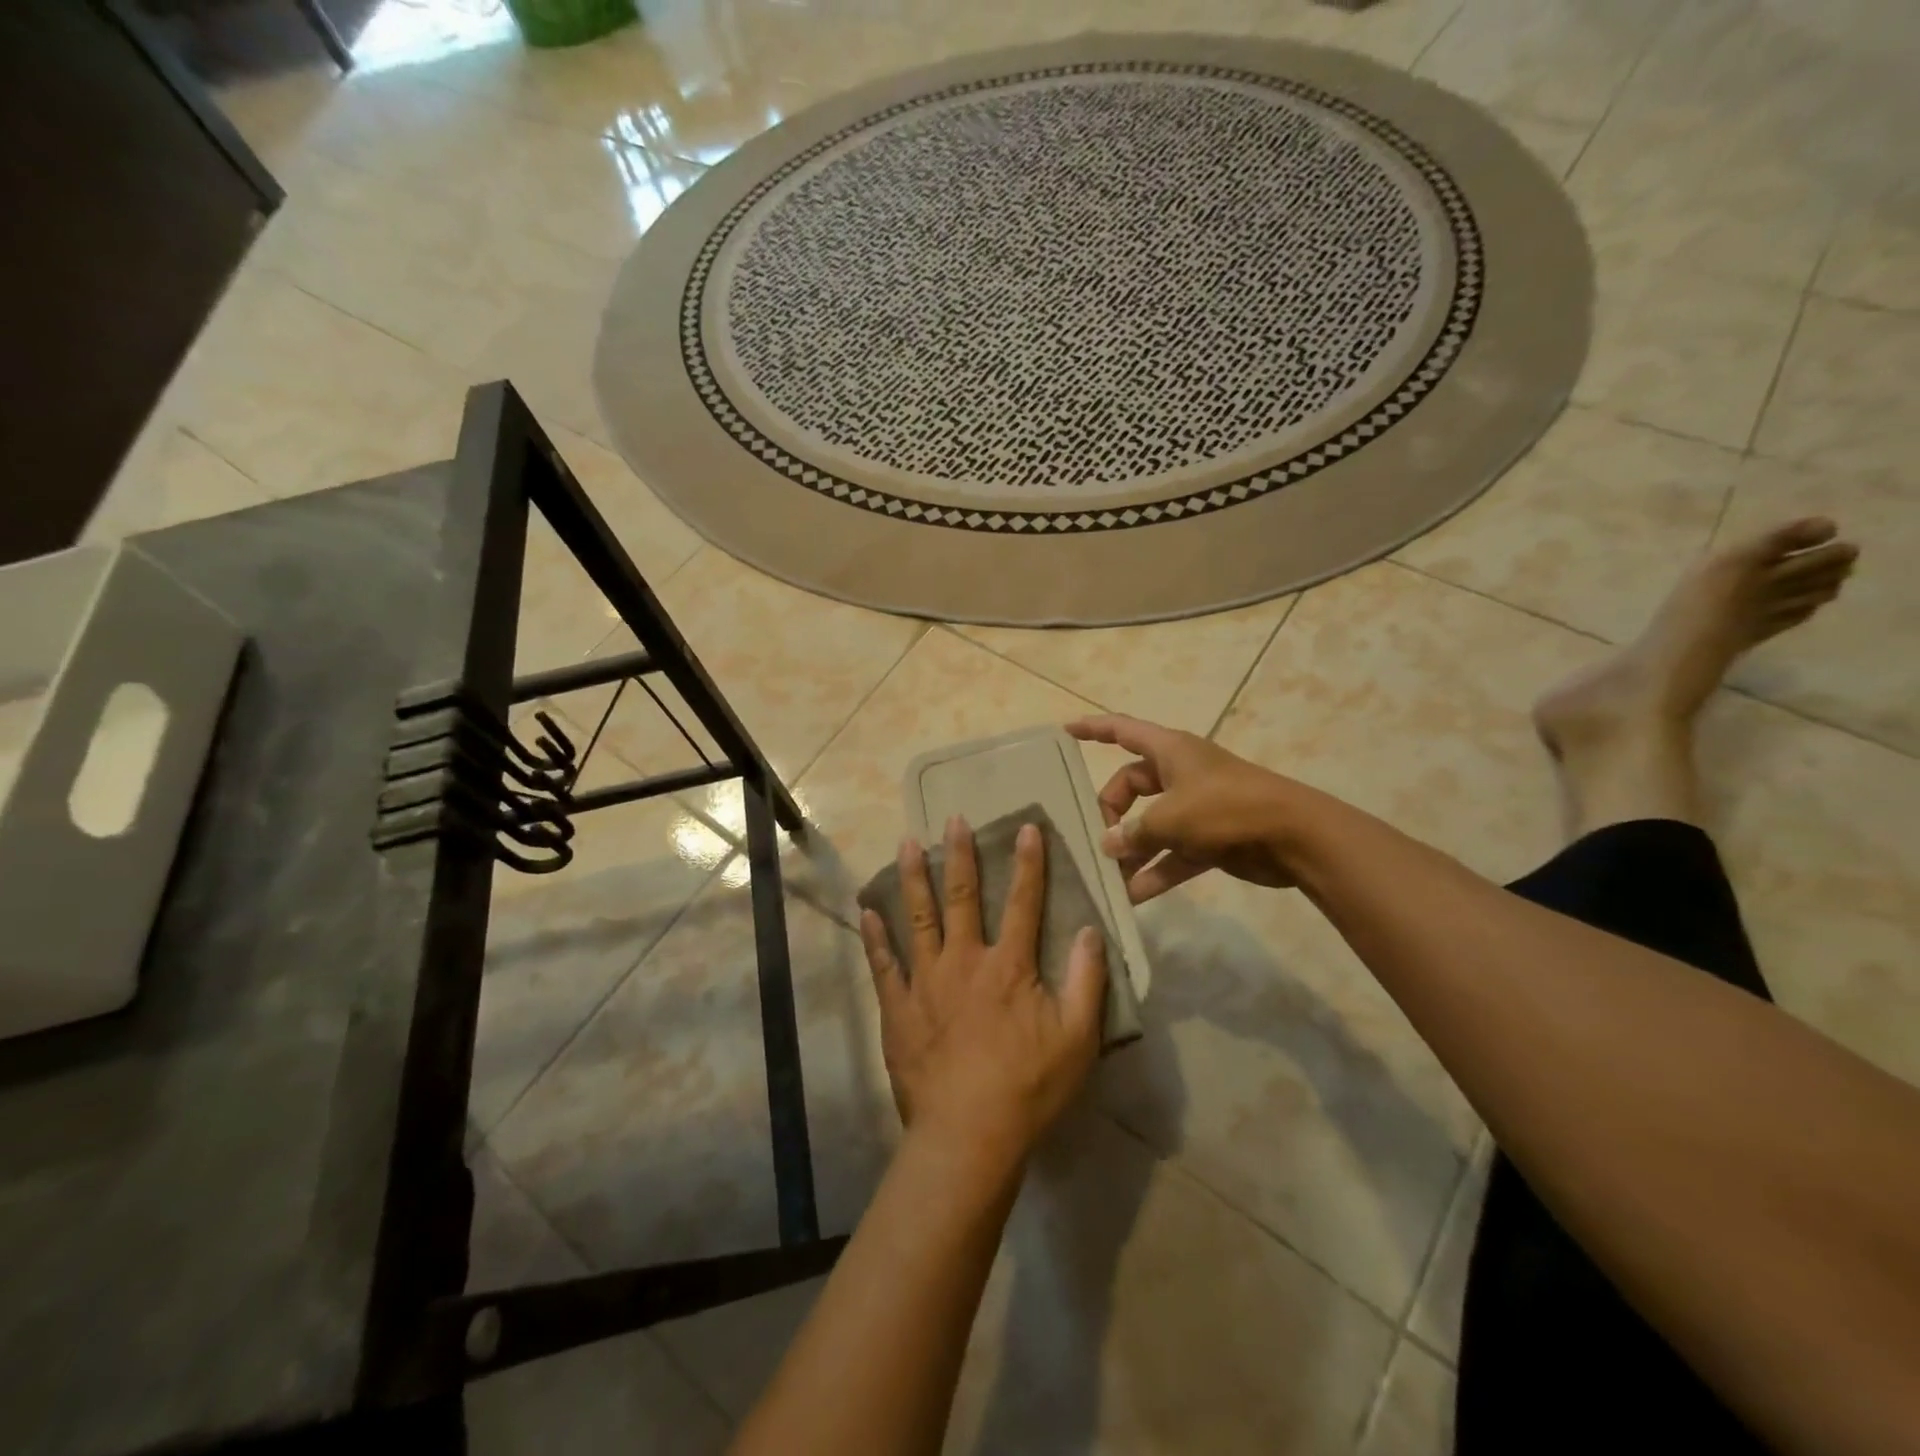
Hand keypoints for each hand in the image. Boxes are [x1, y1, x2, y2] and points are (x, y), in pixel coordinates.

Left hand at [859, 816, 1106, 1167]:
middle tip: (952, 819)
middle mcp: (964, 961)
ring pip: (918, 919)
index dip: (1028, 864)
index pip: (1024, 903)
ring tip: (907, 844)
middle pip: (962, 898)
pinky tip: (867, 911)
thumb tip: (1090, 931)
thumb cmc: (1028, 1087)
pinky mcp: (898, 1008)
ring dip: (913, 879)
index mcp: (1009, 966)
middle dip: (960, 856)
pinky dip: (875, 937)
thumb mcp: (1077, 1038)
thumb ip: (1087, 981)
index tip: (1027, 828)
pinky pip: (883, 965)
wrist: (968, 1135)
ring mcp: (926, 983)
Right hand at [1066, 713, 1303, 902]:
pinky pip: (1172, 853)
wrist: (1294, 836)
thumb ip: (1133, 832)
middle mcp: (1180, 774)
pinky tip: (1134, 896)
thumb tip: (1109, 845)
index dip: (1093, 729)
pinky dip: (1155, 871)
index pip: (1122, 731)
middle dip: (1111, 813)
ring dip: (1131, 850)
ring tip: (1108, 877)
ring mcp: (1196, 807)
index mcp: (1170, 751)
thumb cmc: (1225, 809)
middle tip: (1098, 840)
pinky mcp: (1210, 839)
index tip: (1065, 731)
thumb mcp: (1170, 818)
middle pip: (1131, 786)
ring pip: (1150, 824)